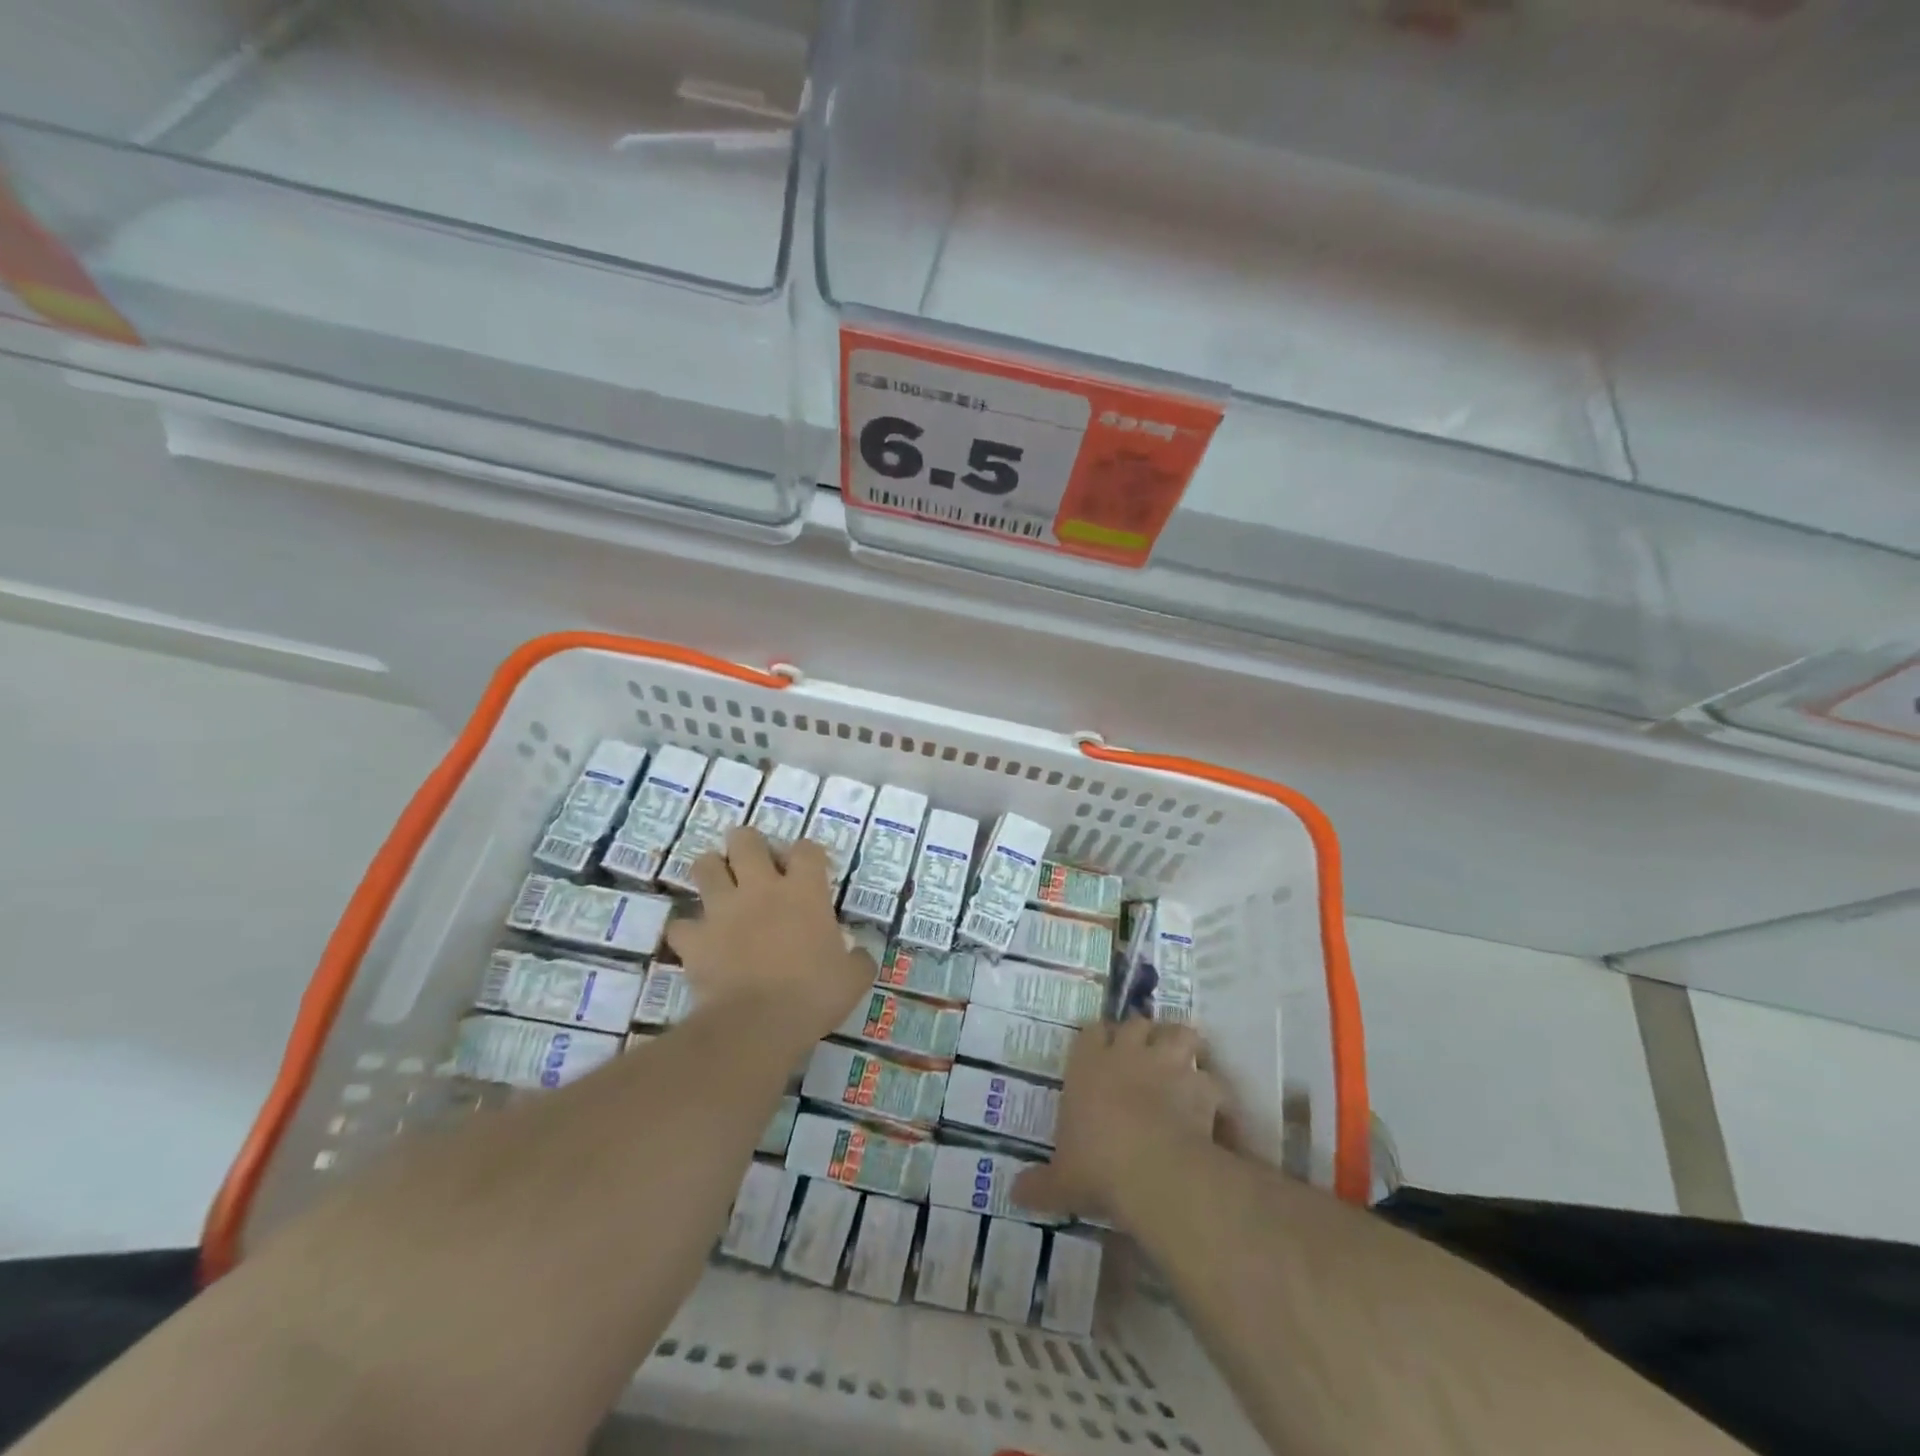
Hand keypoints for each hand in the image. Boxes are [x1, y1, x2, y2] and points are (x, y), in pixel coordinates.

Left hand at [665, 827, 876, 1044]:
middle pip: (746, 840)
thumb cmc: (813, 996)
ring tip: (721, 888)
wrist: (757, 1025)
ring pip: (705, 866)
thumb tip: (861, 954)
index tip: (810, 870)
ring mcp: (722, 910)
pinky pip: (680, 925)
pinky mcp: (695, 939)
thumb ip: (858, 959)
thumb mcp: (853, 979)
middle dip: (747, 845)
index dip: (807, 854)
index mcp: (804, 891)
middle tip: (754, 864)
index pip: (806, 848)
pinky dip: (687, 931)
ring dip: (712, 872)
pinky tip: (697, 942)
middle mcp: (761, 888)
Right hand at [1014, 1019, 1225, 1222]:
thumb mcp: (1061, 1181)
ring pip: (1179, 1033)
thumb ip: (1040, 1184)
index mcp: (1088, 1064)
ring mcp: (1167, 1065)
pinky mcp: (1201, 1087)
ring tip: (1181, 1063)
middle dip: (1142, 1035)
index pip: (1092, 1031)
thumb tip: (1014, 1194)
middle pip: (1136, 1023)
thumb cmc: (1096, 1166)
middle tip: (1142, 1055)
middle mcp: (1127, 1053)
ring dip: (1181, 1045)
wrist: (1153, 1172)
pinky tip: (1212, 1108)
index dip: (1099, 1038)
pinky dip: (1213, 1092)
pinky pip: (1212, 1080)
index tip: (1101, 1050)